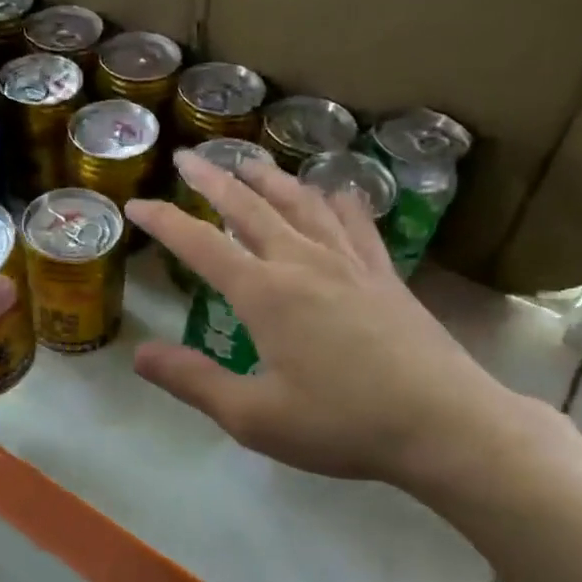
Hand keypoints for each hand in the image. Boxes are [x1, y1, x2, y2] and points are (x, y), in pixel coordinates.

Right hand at [125, 151, 533, 489]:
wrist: (445, 425)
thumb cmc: (342, 424)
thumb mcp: (253, 416)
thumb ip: (193, 381)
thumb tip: (139, 353)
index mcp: (265, 294)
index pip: (201, 245)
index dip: (164, 222)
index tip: (136, 204)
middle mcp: (304, 263)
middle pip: (250, 208)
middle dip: (213, 180)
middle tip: (188, 157)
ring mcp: (350, 263)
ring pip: (301, 204)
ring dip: (269, 179)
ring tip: (249, 161)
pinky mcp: (385, 275)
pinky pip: (356, 223)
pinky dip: (337, 201)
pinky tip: (335, 192)